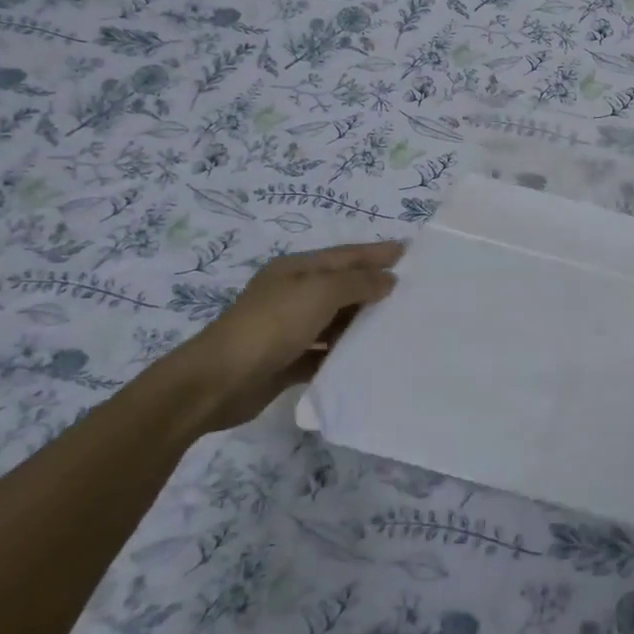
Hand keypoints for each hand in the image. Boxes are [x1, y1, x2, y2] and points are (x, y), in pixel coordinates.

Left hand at [171, 241, 402, 424]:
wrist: (218, 381)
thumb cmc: (271, 325)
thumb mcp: (319, 293)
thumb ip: (357, 283)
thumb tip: (389, 280)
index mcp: (298, 269)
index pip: (347, 255)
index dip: (378, 253)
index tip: (412, 252)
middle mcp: (294, 294)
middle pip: (343, 286)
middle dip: (375, 287)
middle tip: (415, 293)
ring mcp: (289, 328)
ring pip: (336, 320)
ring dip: (363, 322)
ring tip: (399, 326)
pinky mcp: (288, 360)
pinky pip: (325, 352)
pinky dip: (345, 353)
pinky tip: (369, 359)